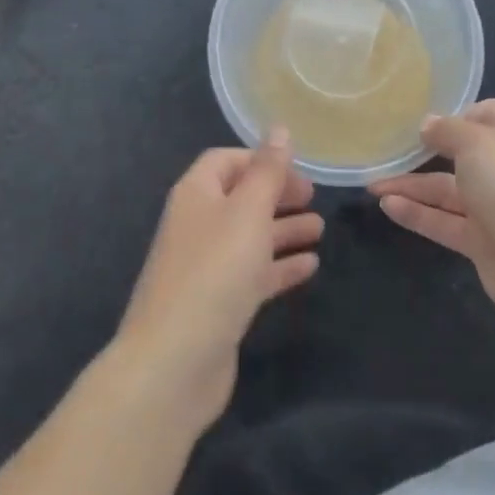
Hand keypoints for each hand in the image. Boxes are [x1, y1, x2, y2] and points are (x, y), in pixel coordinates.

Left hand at [114, 132, 322, 430]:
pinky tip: (310, 267)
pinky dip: (280, 267)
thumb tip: (279, 128)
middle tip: (315, 198)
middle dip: (277, 195)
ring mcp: (206, 268)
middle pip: (240, 198)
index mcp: (196, 194)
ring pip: (250, 237)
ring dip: (284, 230)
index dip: (260, 159)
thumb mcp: (248, 212)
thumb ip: (267, 171)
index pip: (226, 161)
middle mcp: (198, 225)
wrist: (173, 365)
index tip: (296, 168)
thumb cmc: (213, 273)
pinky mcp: (218, 305)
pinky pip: (253, 275)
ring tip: (321, 229)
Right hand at [371, 99, 494, 345]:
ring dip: (411, 186)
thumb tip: (427, 124)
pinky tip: (386, 205)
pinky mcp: (483, 244)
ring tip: (371, 183)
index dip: (456, 114)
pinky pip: (444, 223)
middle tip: (386, 148)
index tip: (421, 118)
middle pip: (461, 154)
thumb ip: (447, 131)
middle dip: (426, 151)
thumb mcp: (477, 143)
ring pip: (446, 192)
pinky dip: (417, 214)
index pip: (486, 114)